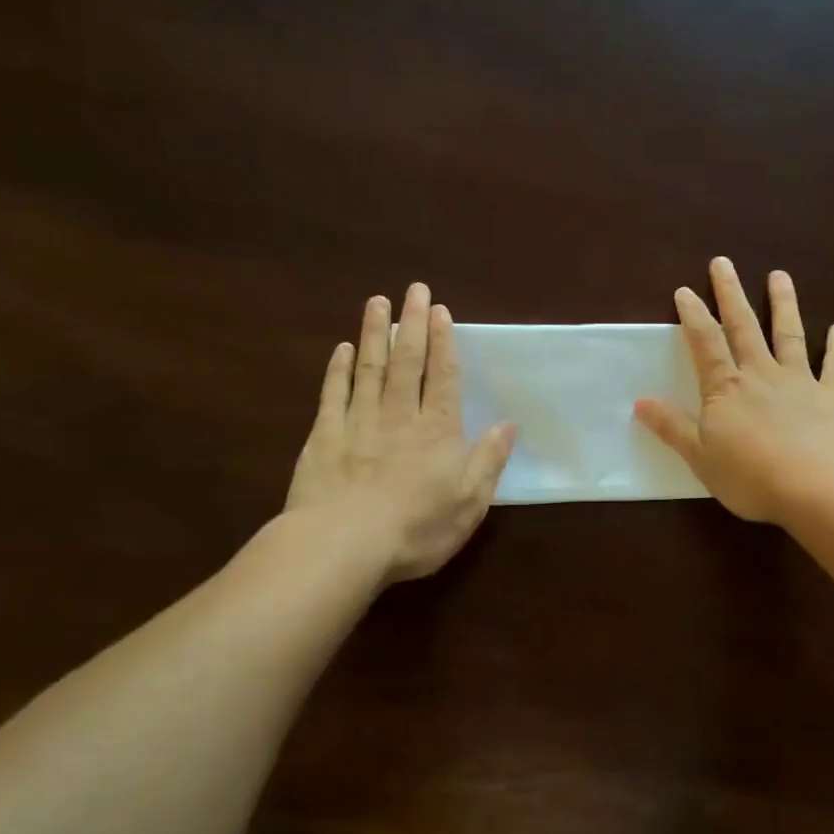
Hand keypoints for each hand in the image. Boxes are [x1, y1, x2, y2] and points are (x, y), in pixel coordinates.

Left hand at [284, 284, 516, 582]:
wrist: (343, 544)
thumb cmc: (416, 529)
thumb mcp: (469, 503)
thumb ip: (488, 461)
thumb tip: (508, 425)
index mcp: (438, 432)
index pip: (444, 378)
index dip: (444, 343)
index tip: (442, 312)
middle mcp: (399, 417)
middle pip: (408, 362)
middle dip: (413, 324)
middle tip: (415, 289)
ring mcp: (358, 422)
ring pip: (371, 368)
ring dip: (375, 334)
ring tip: (378, 302)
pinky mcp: (325, 436)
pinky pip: (334, 394)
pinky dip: (339, 369)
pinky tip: (343, 349)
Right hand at [634, 258, 833, 524]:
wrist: (819, 487)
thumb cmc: (752, 477)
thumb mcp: (700, 457)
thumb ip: (673, 427)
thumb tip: (640, 402)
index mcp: (726, 389)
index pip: (705, 344)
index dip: (693, 316)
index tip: (684, 290)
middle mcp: (762, 375)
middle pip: (743, 327)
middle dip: (731, 294)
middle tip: (723, 263)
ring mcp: (801, 382)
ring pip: (789, 335)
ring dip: (783, 304)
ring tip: (780, 276)